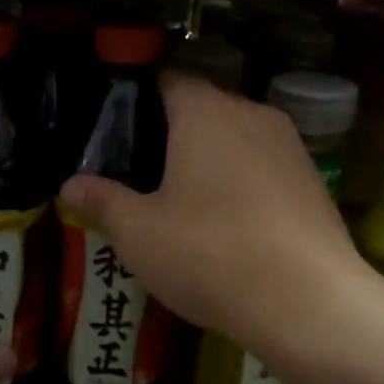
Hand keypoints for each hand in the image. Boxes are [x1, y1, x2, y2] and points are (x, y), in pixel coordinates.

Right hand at [58, 71, 363, 357]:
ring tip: (183, 202)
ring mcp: (291, 147)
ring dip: (210, 161)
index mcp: (205, 112)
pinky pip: (264, 169)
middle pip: (204, 109)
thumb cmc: (211, 255)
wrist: (309, 303)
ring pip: (237, 140)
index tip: (117, 131)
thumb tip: (69, 186)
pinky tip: (229, 226)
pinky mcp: (314, 182)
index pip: (168, 80)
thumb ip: (102, 202)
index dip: (139, 99)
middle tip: (141, 175)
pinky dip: (242, 184)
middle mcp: (252, 114)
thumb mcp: (139, 234)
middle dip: (172, 134)